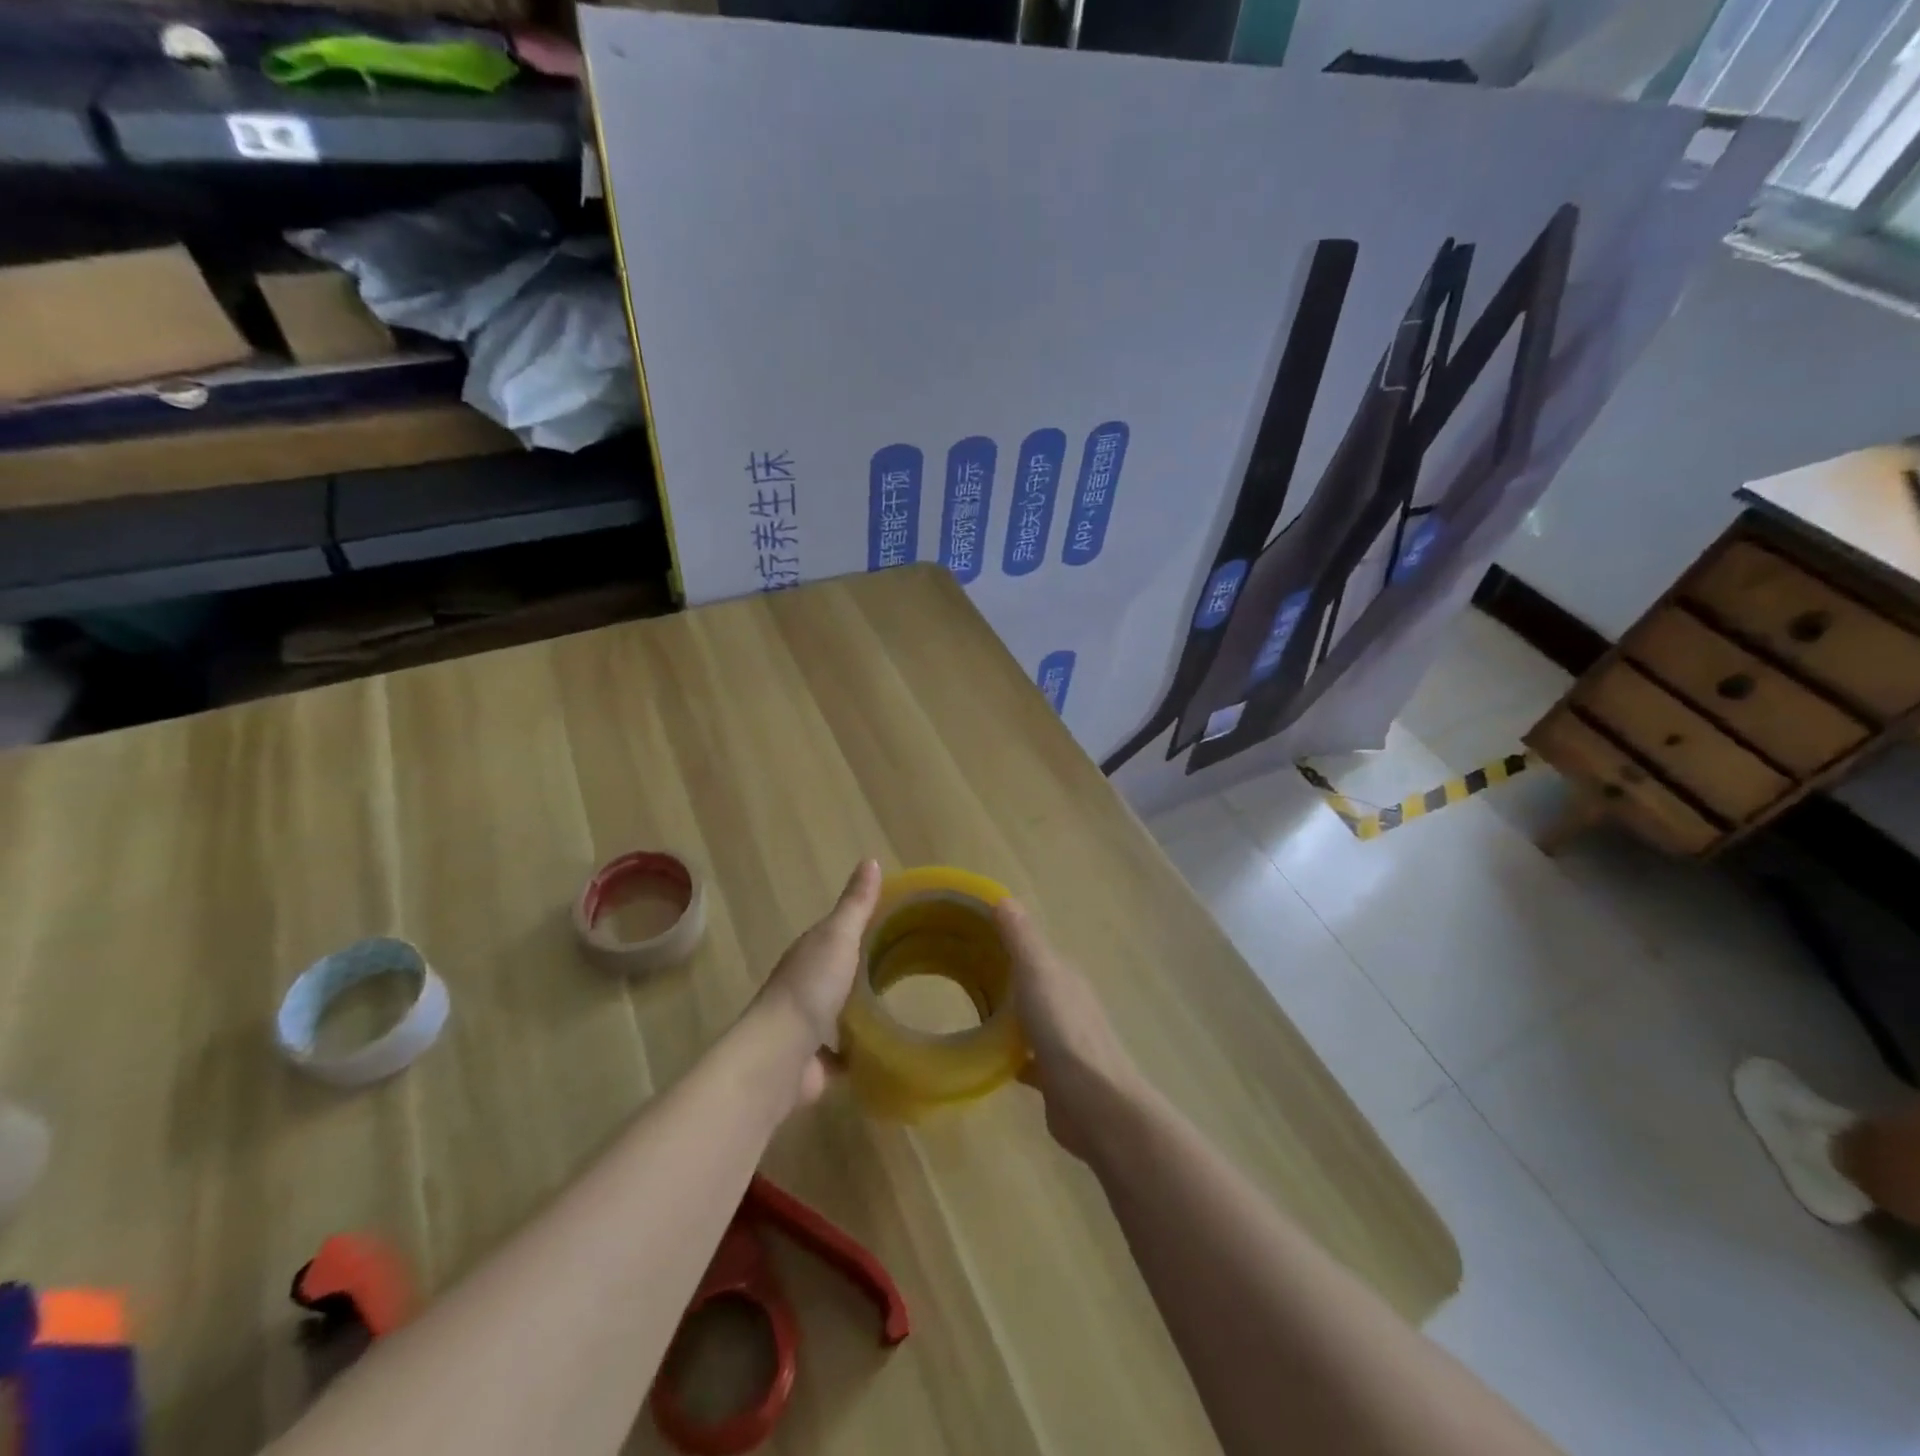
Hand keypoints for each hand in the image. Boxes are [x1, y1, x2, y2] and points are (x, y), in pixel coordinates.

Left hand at [757, 859, 881, 1107]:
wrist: (780, 1054)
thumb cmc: (810, 987)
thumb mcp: (839, 936)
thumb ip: (856, 904)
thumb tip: (871, 859)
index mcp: (810, 953)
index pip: (838, 933)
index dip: (865, 926)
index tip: (901, 924)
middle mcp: (806, 987)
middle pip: (840, 973)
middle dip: (866, 971)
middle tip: (910, 969)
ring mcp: (809, 1027)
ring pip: (841, 1014)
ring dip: (862, 1013)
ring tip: (904, 1010)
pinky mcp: (817, 1065)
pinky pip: (844, 1055)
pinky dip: (862, 1053)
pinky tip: (888, 1051)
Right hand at [993, 898, 1144, 1160]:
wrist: (1093, 1102)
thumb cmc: (1064, 1030)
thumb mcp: (1038, 972)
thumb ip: (1021, 938)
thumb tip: (1004, 898)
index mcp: (1065, 976)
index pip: (1033, 948)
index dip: (1005, 939)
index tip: (969, 934)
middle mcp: (1067, 1003)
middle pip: (1031, 983)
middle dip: (1003, 976)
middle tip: (960, 971)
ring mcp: (1063, 1041)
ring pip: (1028, 1019)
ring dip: (1006, 1015)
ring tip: (967, 1011)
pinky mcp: (1054, 1077)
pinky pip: (1025, 1057)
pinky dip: (1007, 1054)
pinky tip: (983, 1057)